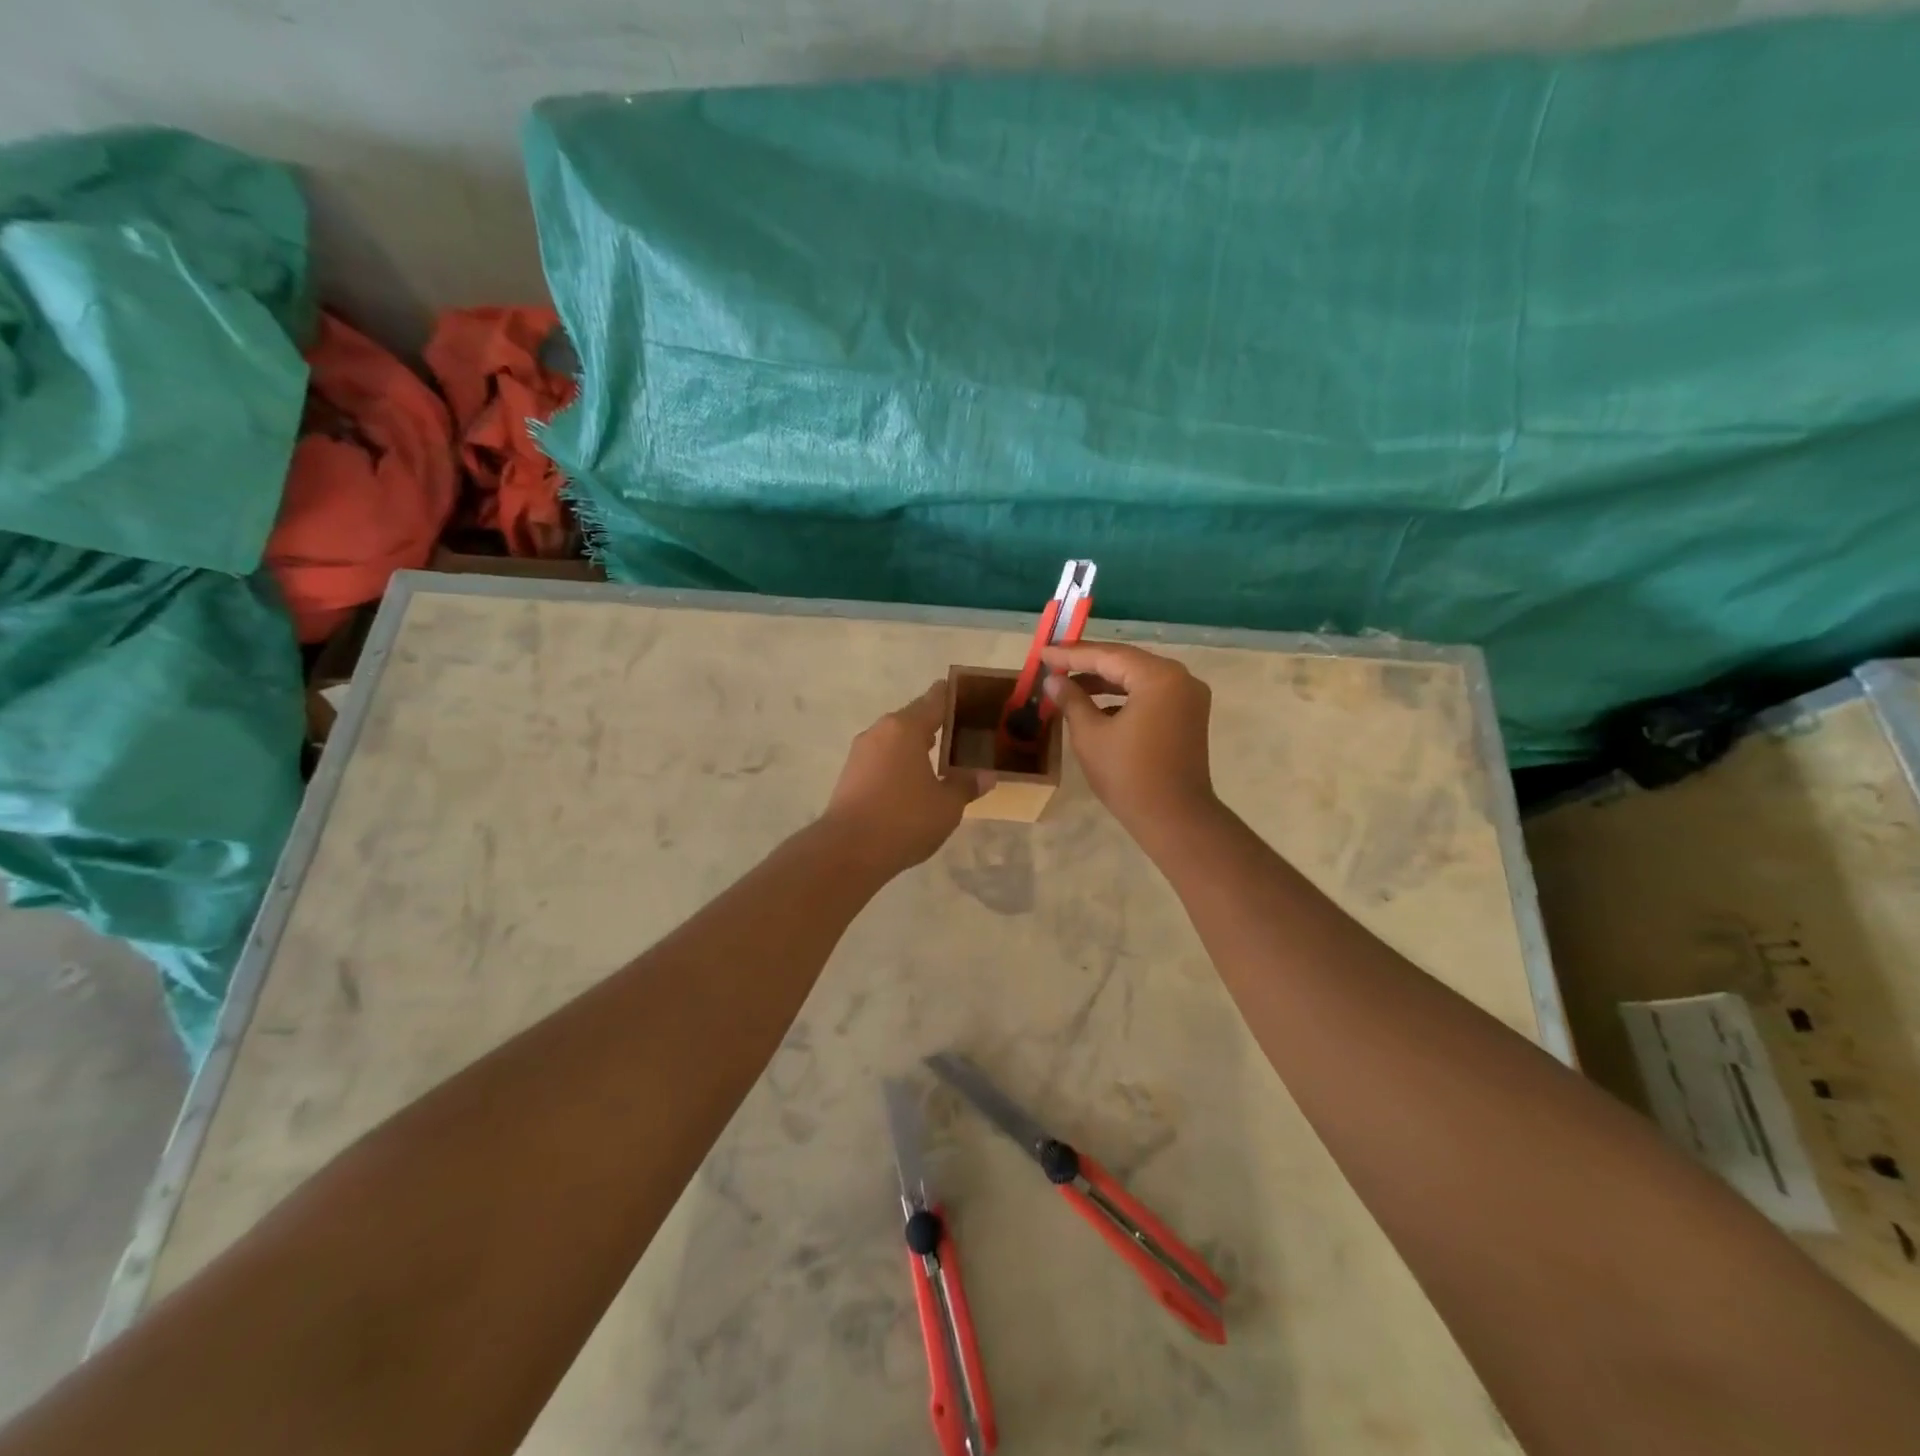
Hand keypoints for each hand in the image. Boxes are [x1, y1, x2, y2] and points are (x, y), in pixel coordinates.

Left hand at [822, 682, 988, 871]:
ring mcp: (860, 753)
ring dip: (916, 744)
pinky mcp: (850, 775)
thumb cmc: (904, 819)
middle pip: (913, 718)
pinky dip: (900, 762)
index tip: (969, 694)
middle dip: (936, 723)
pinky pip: (883, 758)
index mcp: (905, 728)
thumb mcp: (947, 805)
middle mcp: (880, 731)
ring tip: (942, 755)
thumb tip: (986, 775)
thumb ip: (966, 785)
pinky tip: (914, 779)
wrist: (848, 850)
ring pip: (896, 739)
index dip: (953, 695)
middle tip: (963, 731)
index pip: (934, 700)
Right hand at [1041, 643, 1216, 834]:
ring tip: (1069, 685)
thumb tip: (1053, 680)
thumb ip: (1071, 700)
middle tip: (1053, 663)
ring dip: (1104, 681)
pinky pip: (1151, 695)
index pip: (1108, 656)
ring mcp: (1188, 697)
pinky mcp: (1188, 716)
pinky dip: (1123, 697)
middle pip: (1126, 662)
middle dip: (1088, 664)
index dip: (1071, 655)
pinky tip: (1096, 705)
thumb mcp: (1090, 735)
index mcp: (1159, 677)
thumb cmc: (1128, 776)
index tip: (1043, 653)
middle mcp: (1180, 678)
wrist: (1174, 819)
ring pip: (1138, 678)